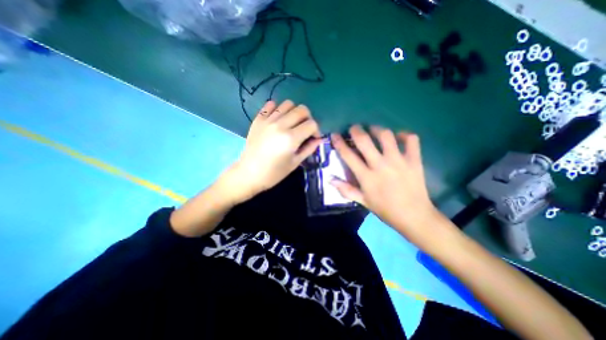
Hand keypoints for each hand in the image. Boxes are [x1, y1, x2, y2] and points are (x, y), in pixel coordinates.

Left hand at [224, 100, 321, 202]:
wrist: (249, 173)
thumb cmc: (274, 173)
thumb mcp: (295, 163)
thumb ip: (309, 149)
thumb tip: (319, 139)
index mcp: (291, 138)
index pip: (311, 124)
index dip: (316, 130)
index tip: (313, 138)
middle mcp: (280, 125)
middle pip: (302, 110)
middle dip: (308, 118)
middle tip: (304, 129)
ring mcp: (268, 120)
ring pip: (288, 104)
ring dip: (294, 112)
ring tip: (291, 123)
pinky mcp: (258, 119)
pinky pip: (270, 104)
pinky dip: (277, 109)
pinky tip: (278, 119)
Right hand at [331, 126, 440, 243]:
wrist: (414, 216)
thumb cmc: (385, 209)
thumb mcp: (363, 201)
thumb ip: (346, 190)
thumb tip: (330, 179)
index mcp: (366, 176)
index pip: (348, 155)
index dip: (339, 143)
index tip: (335, 135)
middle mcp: (380, 165)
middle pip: (365, 141)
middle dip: (356, 130)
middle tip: (354, 128)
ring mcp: (398, 161)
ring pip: (386, 136)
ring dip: (377, 130)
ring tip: (374, 130)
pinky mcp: (414, 160)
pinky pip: (411, 140)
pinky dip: (405, 135)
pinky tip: (399, 137)